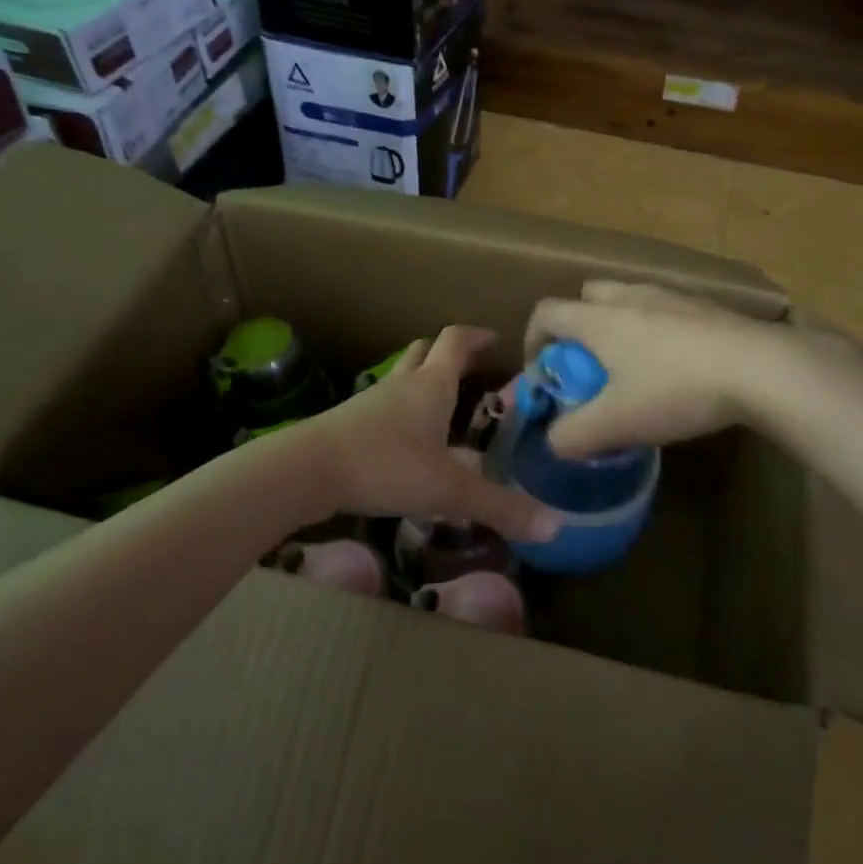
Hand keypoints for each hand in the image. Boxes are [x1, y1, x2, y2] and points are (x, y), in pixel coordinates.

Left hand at [301, 326, 561, 543]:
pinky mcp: (349, 423)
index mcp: (431, 386)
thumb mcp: (448, 491)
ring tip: (442, 405)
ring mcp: (371, 401)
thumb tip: (555, 526)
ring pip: (401, 377)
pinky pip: (383, 405)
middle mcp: (402, 384)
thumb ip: (499, 508)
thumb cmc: (385, 466)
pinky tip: (406, 440)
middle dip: (447, 354)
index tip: (495, 339)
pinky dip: (400, 411)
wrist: (307, 470)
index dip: (476, 336)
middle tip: (470, 368)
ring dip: (421, 381)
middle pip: (424, 352)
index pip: (455, 342)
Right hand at [523, 280, 804, 457]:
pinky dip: (656, 331)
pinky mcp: (705, 306)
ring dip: (619, 328)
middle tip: (589, 368)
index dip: (533, 340)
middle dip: (578, 328)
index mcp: (598, 318)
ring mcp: (670, 296)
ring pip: (628, 301)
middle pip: (586, 297)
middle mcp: (628, 296)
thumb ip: (573, 435)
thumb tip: (553, 441)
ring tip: (634, 370)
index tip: (544, 373)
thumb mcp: (615, 423)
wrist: (760, 368)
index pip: (546, 312)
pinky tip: (678, 368)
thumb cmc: (675, 389)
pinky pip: (664, 310)